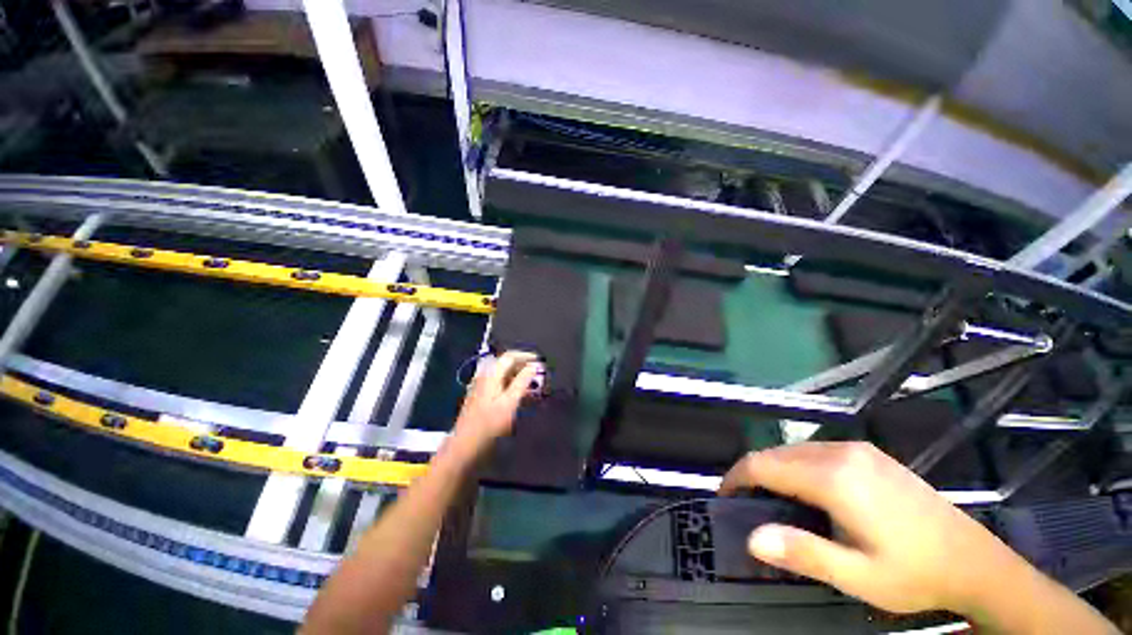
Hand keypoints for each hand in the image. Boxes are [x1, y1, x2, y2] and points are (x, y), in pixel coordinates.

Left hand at [452, 351, 537, 452]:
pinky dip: (512, 386)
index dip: (525, 356)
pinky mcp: (481, 398)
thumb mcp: (509, 403)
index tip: (539, 361)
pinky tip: (521, 397)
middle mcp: (484, 377)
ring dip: (519, 378)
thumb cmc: (489, 425)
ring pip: (503, 376)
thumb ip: (522, 382)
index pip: (509, 357)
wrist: (465, 446)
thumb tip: (533, 366)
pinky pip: (500, 385)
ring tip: (534, 386)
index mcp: (490, 375)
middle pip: (505, 365)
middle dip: (523, 367)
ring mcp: (481, 388)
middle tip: (538, 374)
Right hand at [719, 442, 1020, 615]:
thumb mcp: (858, 576)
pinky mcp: (868, 453)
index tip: (724, 498)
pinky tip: (808, 490)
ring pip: (794, 450)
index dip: (736, 478)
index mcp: (833, 478)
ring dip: (774, 470)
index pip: (762, 465)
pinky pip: (815, 450)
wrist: (974, 560)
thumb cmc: (913, 573)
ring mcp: (856, 449)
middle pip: (775, 454)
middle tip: (747, 506)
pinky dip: (797, 466)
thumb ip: (802, 552)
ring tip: (773, 500)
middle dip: (753, 475)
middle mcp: (839, 452)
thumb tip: (752, 538)